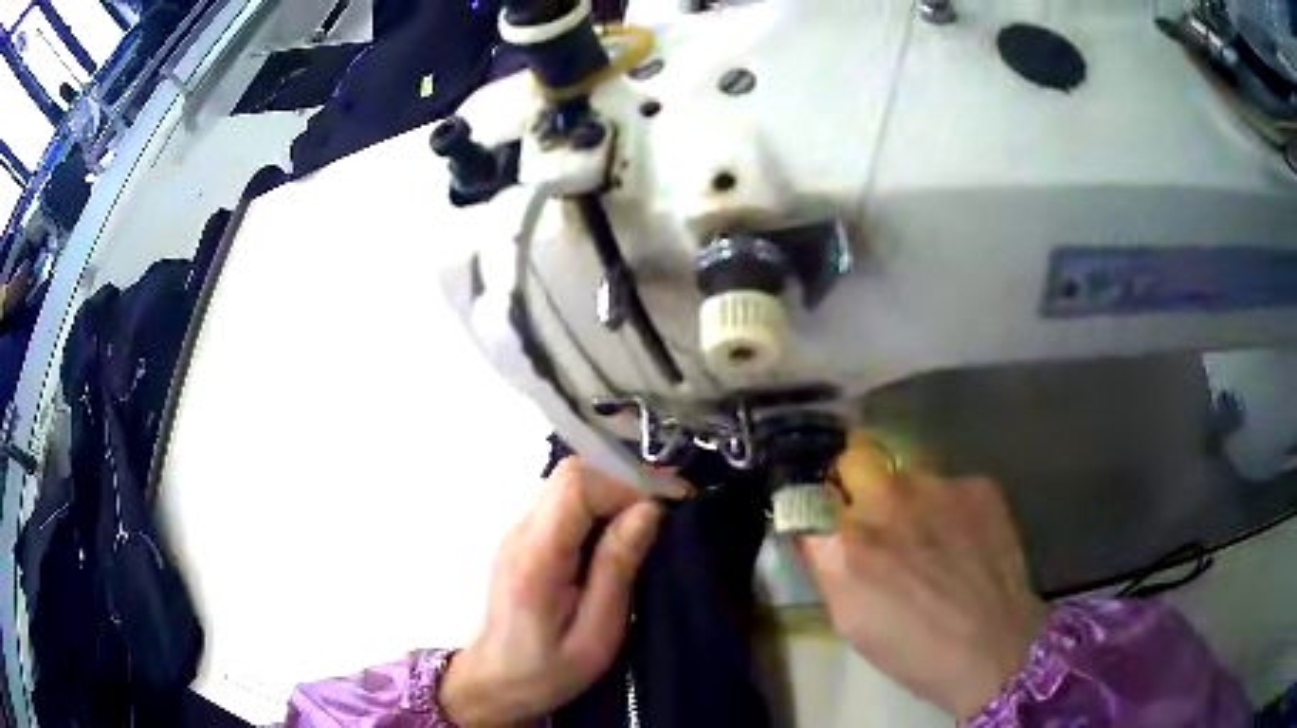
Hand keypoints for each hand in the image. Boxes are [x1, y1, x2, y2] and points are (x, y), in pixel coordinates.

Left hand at [440, 459, 664, 725]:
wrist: (494, 680)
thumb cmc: (548, 669)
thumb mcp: (596, 634)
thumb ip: (617, 570)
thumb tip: (649, 511)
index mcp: (536, 557)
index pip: (576, 485)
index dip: (624, 488)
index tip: (660, 517)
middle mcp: (520, 532)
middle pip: (571, 474)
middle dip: (621, 487)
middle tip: (657, 523)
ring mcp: (516, 531)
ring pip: (567, 484)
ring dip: (610, 497)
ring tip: (640, 535)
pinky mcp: (521, 538)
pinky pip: (562, 503)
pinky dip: (595, 509)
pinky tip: (612, 543)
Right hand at [798, 434, 1047, 719]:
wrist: (995, 645)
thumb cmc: (913, 649)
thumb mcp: (849, 621)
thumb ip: (827, 567)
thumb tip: (819, 536)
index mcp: (844, 542)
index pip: (807, 500)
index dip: (818, 514)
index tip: (827, 527)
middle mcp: (884, 500)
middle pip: (854, 461)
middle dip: (857, 485)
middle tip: (876, 521)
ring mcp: (935, 486)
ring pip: (906, 473)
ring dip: (907, 499)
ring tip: (931, 538)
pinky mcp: (977, 484)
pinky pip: (950, 485)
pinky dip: (950, 508)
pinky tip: (966, 541)